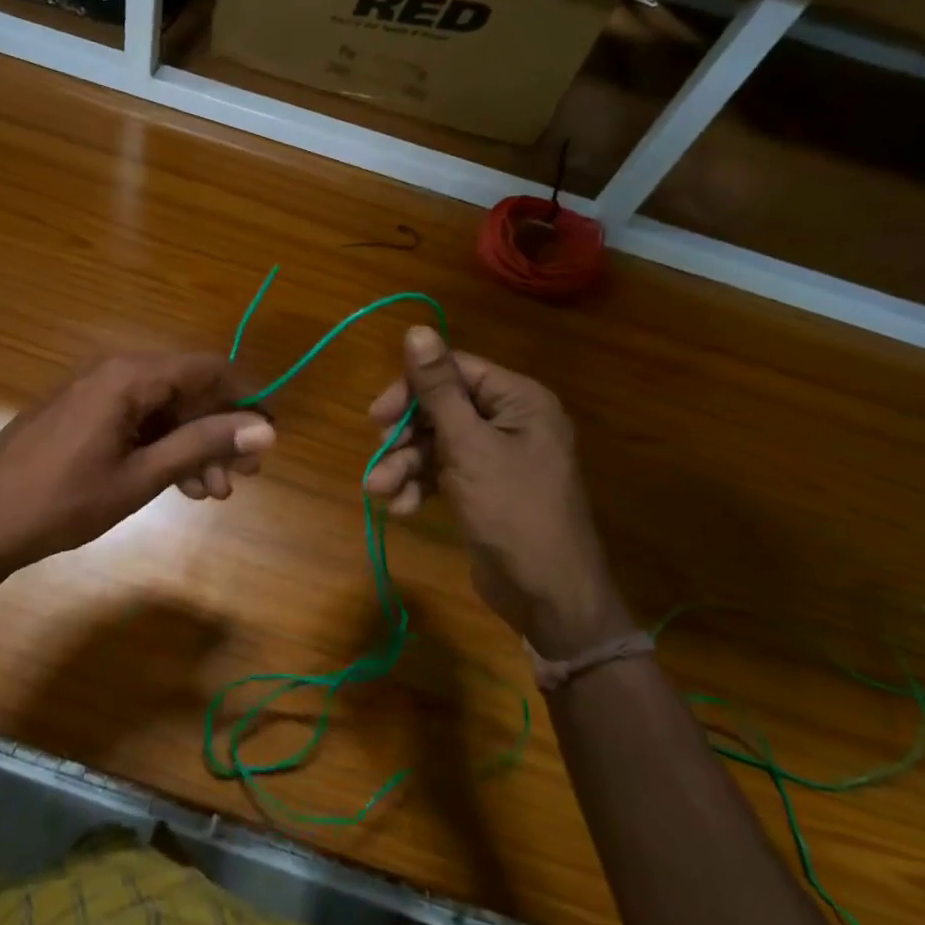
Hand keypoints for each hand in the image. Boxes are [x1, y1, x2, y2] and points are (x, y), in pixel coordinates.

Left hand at [0, 352, 274, 584]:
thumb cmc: (62, 500)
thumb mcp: (140, 476)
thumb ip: (203, 445)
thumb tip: (265, 428)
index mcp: (129, 376)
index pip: (207, 368)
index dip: (245, 397)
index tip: (269, 433)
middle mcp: (113, 372)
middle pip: (185, 390)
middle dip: (218, 431)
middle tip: (242, 476)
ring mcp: (92, 393)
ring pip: (161, 410)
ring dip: (191, 446)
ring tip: (211, 492)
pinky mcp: (79, 414)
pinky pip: (134, 421)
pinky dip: (160, 448)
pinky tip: (177, 484)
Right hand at [365, 327, 630, 658]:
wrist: (548, 594)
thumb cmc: (512, 510)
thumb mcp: (469, 445)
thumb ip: (439, 389)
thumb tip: (417, 329)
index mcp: (518, 400)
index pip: (454, 371)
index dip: (411, 389)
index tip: (377, 415)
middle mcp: (510, 421)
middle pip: (441, 408)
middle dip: (405, 436)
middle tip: (379, 456)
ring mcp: (497, 457)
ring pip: (436, 444)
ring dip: (405, 466)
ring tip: (381, 492)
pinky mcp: (483, 489)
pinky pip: (443, 473)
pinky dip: (420, 486)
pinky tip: (403, 509)